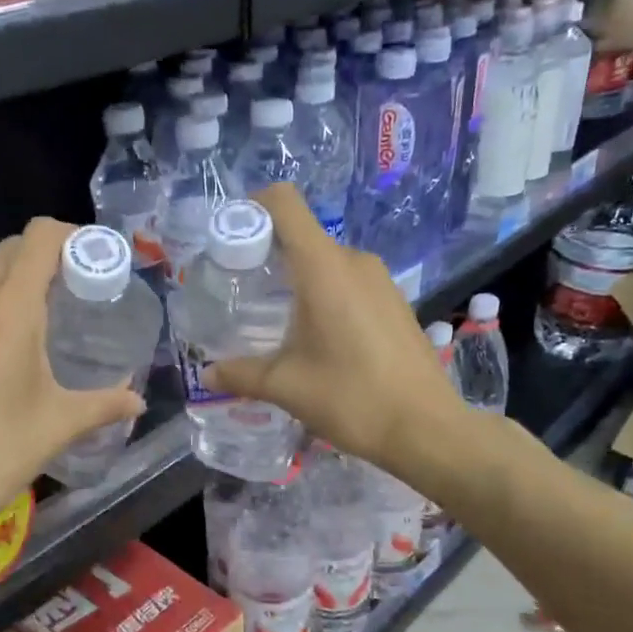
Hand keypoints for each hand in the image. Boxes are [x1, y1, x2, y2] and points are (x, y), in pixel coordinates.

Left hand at [0, 218, 143, 524]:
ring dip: (19, 283)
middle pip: (9, 252)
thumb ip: (105, 405)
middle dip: (48, 255)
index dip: (71, 236)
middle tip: (82, 288)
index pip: (36, 239)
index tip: (97, 261)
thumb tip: (138, 400)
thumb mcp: (58, 427)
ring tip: (52, 319)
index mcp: (6, 315)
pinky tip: (12, 354)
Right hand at [204, 184, 462, 469]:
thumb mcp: (285, 386)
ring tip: (277, 320)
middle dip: (268, 255)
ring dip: (298, 280)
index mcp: (323, 267)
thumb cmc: (350, 398)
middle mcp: (354, 261)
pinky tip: (318, 337)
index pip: (284, 203)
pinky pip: (350, 282)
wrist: (425, 428)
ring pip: (327, 262)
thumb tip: (207, 373)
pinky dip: (326, 295)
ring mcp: (380, 280)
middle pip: (302, 235)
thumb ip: (241, 373)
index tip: (230, 240)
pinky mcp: (395, 302)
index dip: (252, 207)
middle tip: (242, 293)